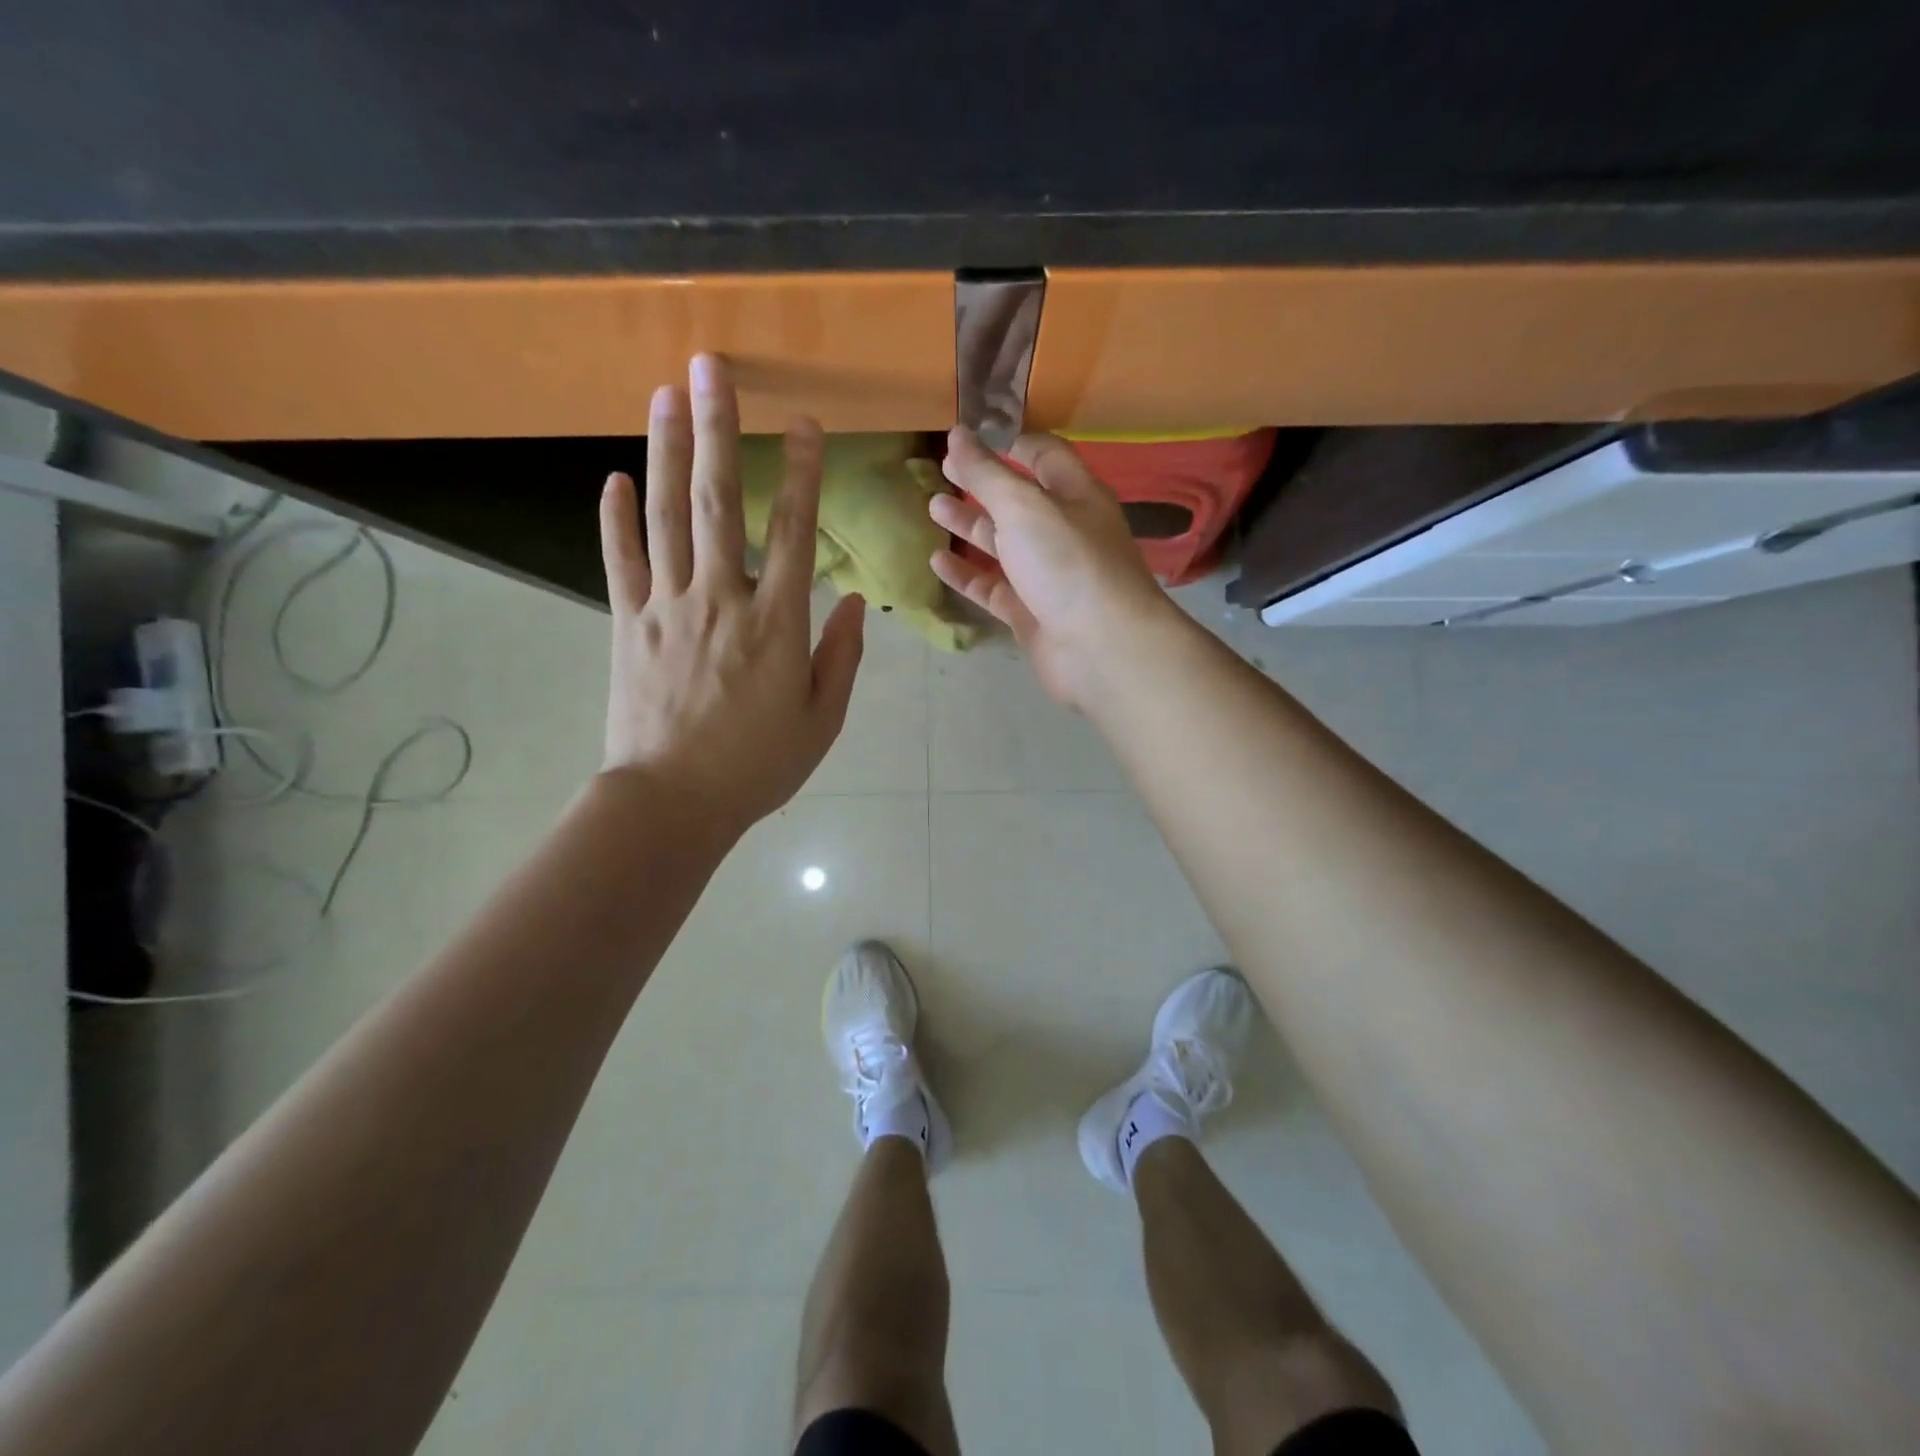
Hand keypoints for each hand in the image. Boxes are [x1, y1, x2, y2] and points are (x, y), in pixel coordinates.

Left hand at [599, 354, 863, 835]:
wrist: (671, 803)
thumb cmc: (757, 767)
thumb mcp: (821, 721)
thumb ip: (840, 658)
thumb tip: (850, 603)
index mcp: (777, 625)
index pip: (796, 533)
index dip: (803, 474)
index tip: (804, 423)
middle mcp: (721, 599)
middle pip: (719, 502)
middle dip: (718, 429)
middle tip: (710, 368)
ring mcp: (667, 608)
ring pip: (666, 516)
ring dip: (666, 451)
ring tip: (664, 395)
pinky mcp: (627, 625)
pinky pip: (619, 561)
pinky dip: (616, 518)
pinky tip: (614, 477)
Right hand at [930, 428, 1174, 707]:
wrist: (1099, 648)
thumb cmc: (1067, 563)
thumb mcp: (1024, 507)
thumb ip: (987, 473)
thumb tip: (958, 434)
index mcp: (1074, 494)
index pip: (1042, 454)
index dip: (1007, 440)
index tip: (968, 433)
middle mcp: (1062, 530)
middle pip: (1017, 500)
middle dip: (981, 483)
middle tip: (941, 469)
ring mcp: (1045, 574)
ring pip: (1002, 544)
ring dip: (969, 525)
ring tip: (932, 507)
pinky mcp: (1029, 611)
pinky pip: (992, 586)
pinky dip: (966, 573)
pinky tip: (936, 560)